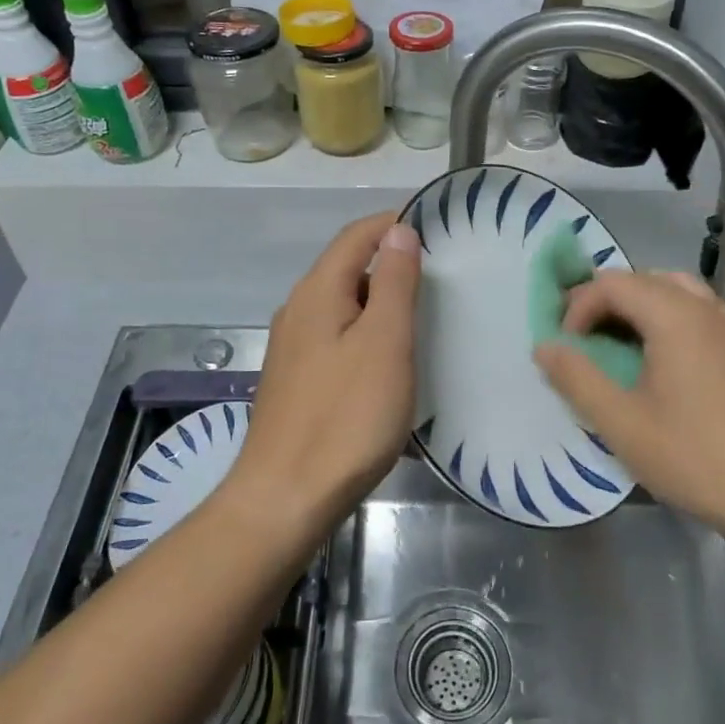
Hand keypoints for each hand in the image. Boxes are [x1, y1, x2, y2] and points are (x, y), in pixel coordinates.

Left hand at [228, 213, 421, 534]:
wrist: (284, 499)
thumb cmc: (345, 417)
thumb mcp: (384, 342)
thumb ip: (393, 282)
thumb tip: (398, 230)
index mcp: (317, 292)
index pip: (357, 235)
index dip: (395, 224)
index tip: (439, 231)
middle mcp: (298, 311)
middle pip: (348, 269)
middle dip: (392, 266)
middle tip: (440, 282)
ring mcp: (293, 349)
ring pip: (344, 308)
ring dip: (381, 305)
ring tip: (423, 323)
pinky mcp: (297, 382)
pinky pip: (338, 341)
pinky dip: (368, 338)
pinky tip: (389, 367)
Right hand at [532, 272, 724, 536]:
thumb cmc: (696, 456)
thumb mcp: (622, 423)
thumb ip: (577, 378)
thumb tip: (543, 346)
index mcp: (674, 315)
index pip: (612, 283)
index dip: (578, 307)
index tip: (566, 348)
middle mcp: (705, 307)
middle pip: (643, 279)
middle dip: (604, 302)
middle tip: (582, 340)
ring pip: (674, 291)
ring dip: (638, 307)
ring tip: (618, 343)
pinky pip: (698, 311)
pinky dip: (668, 318)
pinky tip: (663, 359)